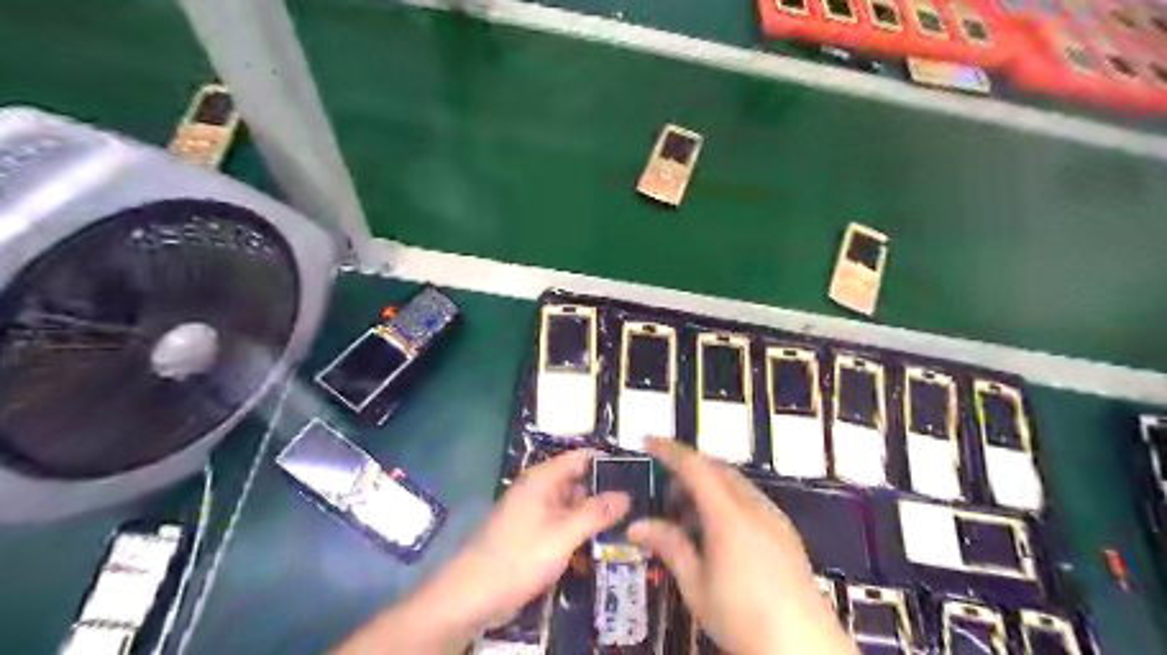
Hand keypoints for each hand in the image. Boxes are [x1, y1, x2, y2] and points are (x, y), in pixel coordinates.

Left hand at [448, 448, 633, 627]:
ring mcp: (534, 515)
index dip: (606, 464)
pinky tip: (598, 551)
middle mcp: (539, 491)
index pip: (580, 459)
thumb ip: (595, 513)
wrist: (472, 596)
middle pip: (577, 484)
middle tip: (637, 508)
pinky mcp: (532, 537)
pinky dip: (577, 536)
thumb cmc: (519, 557)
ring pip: (571, 509)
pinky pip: (561, 529)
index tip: (635, 475)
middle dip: (603, 496)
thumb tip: (626, 495)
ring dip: (592, 520)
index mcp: (542, 480)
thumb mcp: (563, 534)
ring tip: (626, 530)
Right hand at [628, 438, 854, 654]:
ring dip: (709, 486)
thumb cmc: (742, 616)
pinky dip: (728, 500)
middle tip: (667, 494)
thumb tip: (636, 526)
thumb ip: (669, 546)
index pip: (695, 466)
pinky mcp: (786, 533)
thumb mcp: (696, 584)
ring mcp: (774, 518)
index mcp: (728, 514)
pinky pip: (751, 500)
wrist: (804, 648)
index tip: (648, 441)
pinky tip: (719, 533)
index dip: (670, 450)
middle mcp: (754, 506)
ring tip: (690, 518)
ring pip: (736, 484)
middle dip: (689, 470)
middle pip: (717, 469)